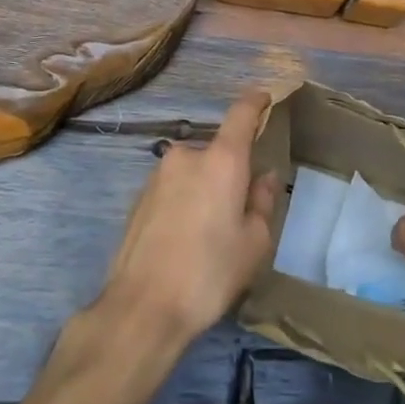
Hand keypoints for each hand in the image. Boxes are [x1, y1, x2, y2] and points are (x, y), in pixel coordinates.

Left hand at [98, 89, 279, 350]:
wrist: (143, 306)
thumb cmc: (210, 272)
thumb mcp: (254, 243)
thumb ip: (262, 202)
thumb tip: (264, 177)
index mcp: (221, 160)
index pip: (241, 113)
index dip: (255, 101)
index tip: (265, 98)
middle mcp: (186, 156)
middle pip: (217, 151)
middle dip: (230, 171)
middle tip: (239, 209)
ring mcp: (158, 175)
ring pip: (193, 172)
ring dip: (205, 189)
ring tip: (210, 234)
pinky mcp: (139, 197)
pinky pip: (173, 189)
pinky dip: (184, 203)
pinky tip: (185, 240)